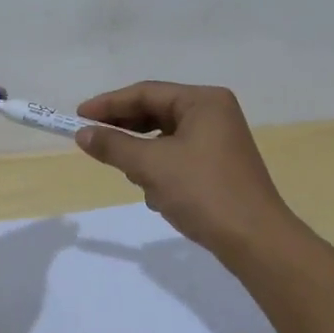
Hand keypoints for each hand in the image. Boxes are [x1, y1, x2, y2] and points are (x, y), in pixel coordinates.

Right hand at [73, 82, 297, 252]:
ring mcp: (219, 140)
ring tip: (128, 172)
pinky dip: (161, 169)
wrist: (255, 240)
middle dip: (125, 130)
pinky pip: (178, 157)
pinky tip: (155, 193)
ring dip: (143, 154)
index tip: (78, 117)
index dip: (108, 104)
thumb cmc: (203, 192)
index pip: (146, 92)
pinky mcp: (219, 166)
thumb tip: (82, 134)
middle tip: (92, 141)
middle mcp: (214, 113)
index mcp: (203, 101)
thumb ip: (114, 146)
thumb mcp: (151, 166)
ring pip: (165, 138)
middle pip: (156, 112)